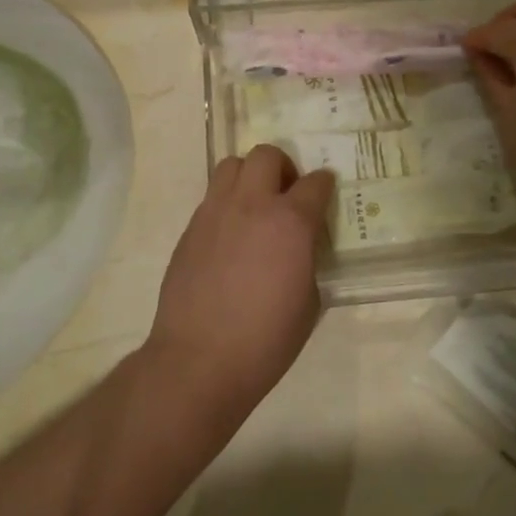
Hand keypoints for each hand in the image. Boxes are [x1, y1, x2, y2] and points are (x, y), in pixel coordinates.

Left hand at [144, 144, 333, 417]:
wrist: (200, 360)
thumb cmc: (266, 339)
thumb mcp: (309, 302)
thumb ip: (308, 261)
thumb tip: (299, 249)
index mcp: (291, 222)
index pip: (315, 183)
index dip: (324, 185)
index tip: (325, 192)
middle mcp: (252, 205)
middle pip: (266, 155)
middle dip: (283, 167)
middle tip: (287, 194)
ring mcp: (215, 213)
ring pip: (231, 165)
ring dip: (249, 176)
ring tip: (255, 205)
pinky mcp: (190, 229)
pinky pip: (211, 197)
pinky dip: (227, 203)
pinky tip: (231, 236)